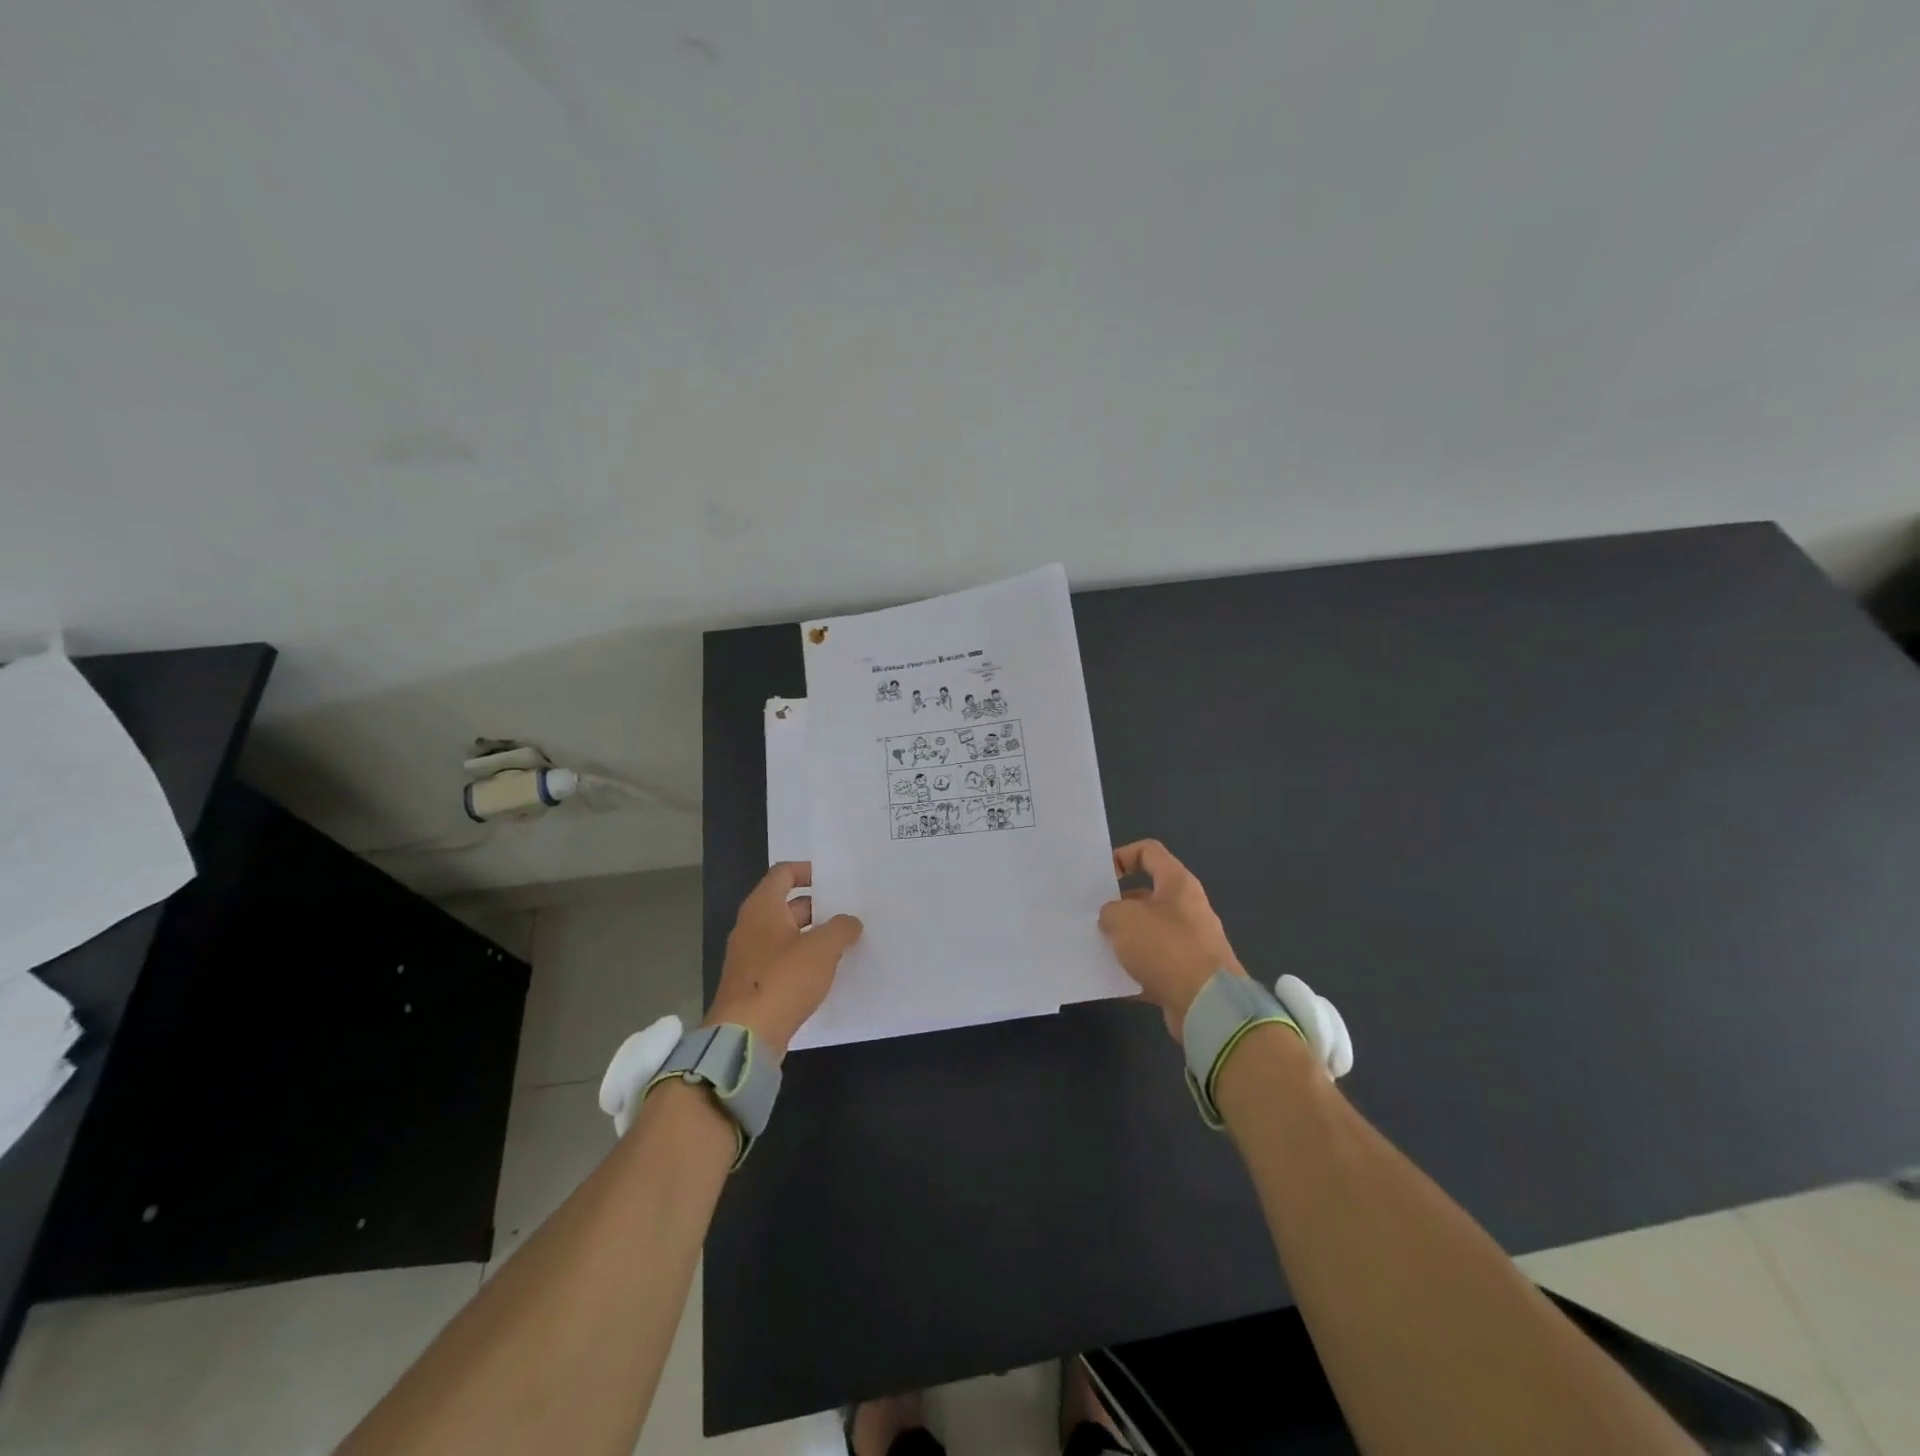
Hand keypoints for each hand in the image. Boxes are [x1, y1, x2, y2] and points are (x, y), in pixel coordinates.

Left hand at [706, 862, 862, 1059]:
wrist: (745, 1036)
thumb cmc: (783, 979)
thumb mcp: (822, 948)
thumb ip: (841, 928)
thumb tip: (849, 923)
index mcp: (762, 907)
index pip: (783, 873)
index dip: (808, 871)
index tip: (834, 881)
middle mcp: (751, 926)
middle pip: (786, 905)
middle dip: (817, 907)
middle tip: (847, 913)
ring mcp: (748, 957)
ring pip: (785, 935)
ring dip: (811, 936)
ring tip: (843, 943)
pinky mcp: (752, 985)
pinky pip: (780, 961)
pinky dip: (801, 960)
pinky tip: (824, 973)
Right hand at [1098, 839, 1245, 1040]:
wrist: (1207, 1003)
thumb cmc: (1165, 946)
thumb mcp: (1123, 918)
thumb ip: (1109, 911)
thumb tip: (1112, 919)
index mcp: (1177, 883)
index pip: (1149, 852)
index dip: (1123, 856)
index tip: (1101, 877)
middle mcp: (1187, 909)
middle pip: (1146, 896)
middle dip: (1118, 906)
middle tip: (1093, 917)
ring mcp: (1190, 944)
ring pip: (1148, 934)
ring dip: (1124, 941)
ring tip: (1097, 949)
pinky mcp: (1187, 976)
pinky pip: (1153, 967)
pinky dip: (1133, 973)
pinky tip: (1110, 981)